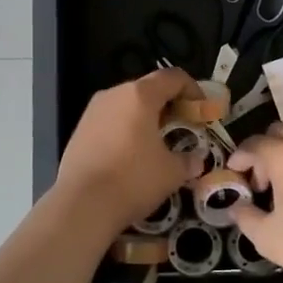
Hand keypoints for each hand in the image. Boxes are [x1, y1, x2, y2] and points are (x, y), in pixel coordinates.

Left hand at [53, 67, 205, 238]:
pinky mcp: (79, 129)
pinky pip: (111, 120)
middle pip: (149, 88)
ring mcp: (93, 111)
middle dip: (170, 105)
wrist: (81, 205)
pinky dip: (126, 129)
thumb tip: (195, 160)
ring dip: (146, 117)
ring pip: (127, 105)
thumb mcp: (172, 172)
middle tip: (183, 128)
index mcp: (140, 95)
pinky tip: (132, 155)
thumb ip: (188, 160)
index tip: (203, 111)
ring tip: (158, 143)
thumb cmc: (133, 179)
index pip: (173, 77)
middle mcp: (114, 94)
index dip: (193, 90)